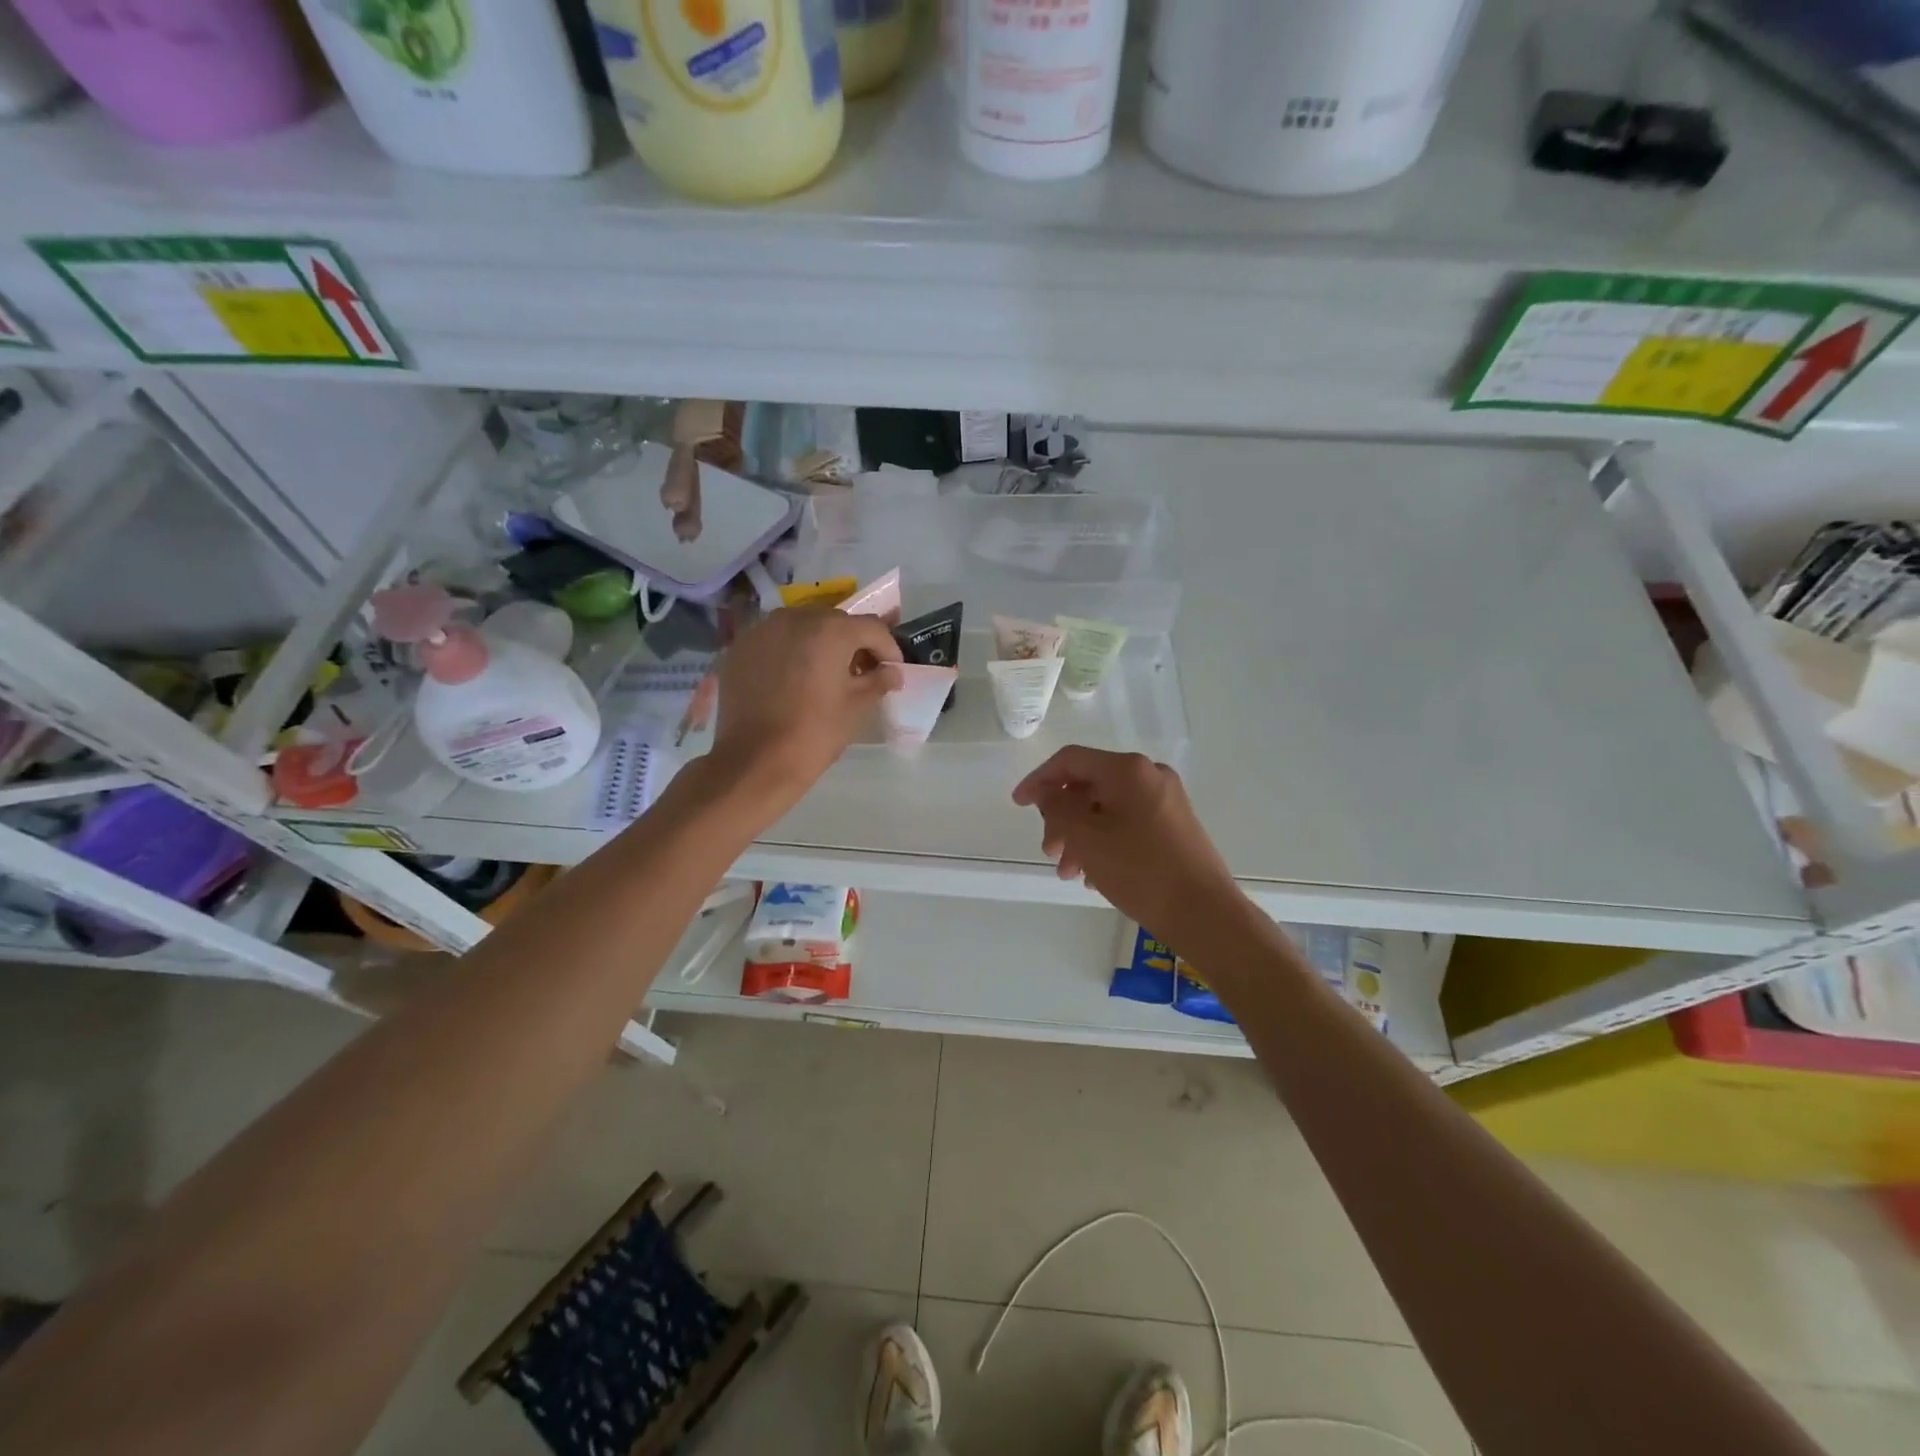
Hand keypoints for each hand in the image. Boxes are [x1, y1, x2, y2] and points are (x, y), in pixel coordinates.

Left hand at [709, 606, 902, 810]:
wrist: (755, 760)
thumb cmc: (814, 733)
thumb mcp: (857, 707)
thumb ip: (878, 681)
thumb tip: (891, 672)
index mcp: (830, 630)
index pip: (872, 628)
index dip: (888, 649)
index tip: (892, 671)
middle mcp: (795, 618)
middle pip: (836, 622)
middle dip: (853, 644)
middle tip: (860, 672)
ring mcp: (763, 630)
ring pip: (803, 627)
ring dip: (820, 644)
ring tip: (825, 673)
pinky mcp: (741, 647)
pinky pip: (776, 639)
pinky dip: (790, 651)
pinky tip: (793, 678)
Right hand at [1013, 747, 1242, 943]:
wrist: (1204, 913)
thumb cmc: (1140, 871)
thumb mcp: (1086, 838)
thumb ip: (1058, 808)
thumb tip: (1048, 792)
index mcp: (1128, 770)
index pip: (1071, 760)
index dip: (1039, 780)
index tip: (1018, 805)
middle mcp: (1149, 775)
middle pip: (1089, 785)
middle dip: (1061, 817)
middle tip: (1049, 851)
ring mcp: (1165, 799)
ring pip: (1106, 808)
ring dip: (1080, 835)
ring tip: (1069, 872)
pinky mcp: (1174, 824)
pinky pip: (1126, 822)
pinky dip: (1104, 841)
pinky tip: (1094, 874)